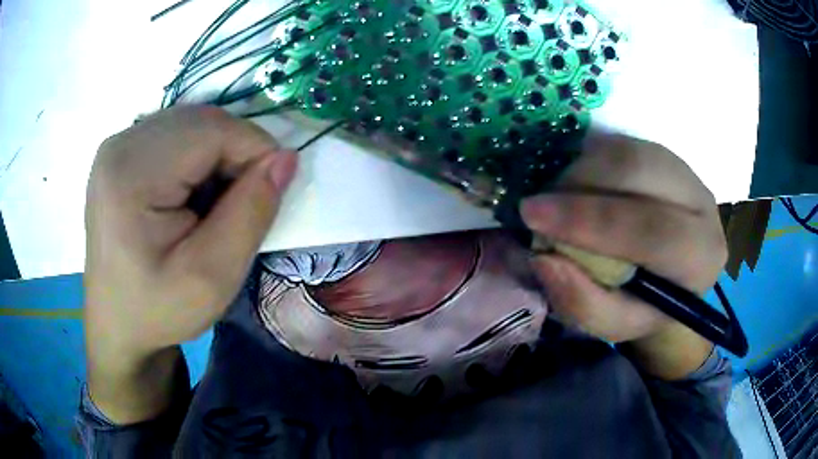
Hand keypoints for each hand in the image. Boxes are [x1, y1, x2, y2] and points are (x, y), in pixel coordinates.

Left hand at [84, 106, 296, 420]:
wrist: (117, 322)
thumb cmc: (159, 309)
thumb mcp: (212, 278)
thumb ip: (251, 214)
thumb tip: (285, 158)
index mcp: (131, 175)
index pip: (213, 130)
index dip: (254, 152)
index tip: (266, 195)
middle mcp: (120, 145)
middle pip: (202, 121)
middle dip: (235, 153)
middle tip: (238, 205)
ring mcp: (117, 144)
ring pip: (192, 123)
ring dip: (217, 155)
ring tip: (211, 204)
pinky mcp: (121, 152)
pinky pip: (176, 133)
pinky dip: (197, 157)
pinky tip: (189, 194)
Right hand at [521, 133, 725, 377]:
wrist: (671, 280)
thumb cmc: (644, 307)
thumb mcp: (614, 324)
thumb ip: (583, 302)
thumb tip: (544, 259)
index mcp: (700, 258)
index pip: (651, 230)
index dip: (589, 220)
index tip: (532, 216)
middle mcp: (703, 205)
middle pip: (639, 171)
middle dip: (581, 182)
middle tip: (540, 204)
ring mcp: (686, 172)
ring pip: (628, 150)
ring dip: (582, 168)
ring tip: (560, 198)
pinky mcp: (666, 155)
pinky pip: (623, 143)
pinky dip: (591, 159)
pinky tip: (580, 186)